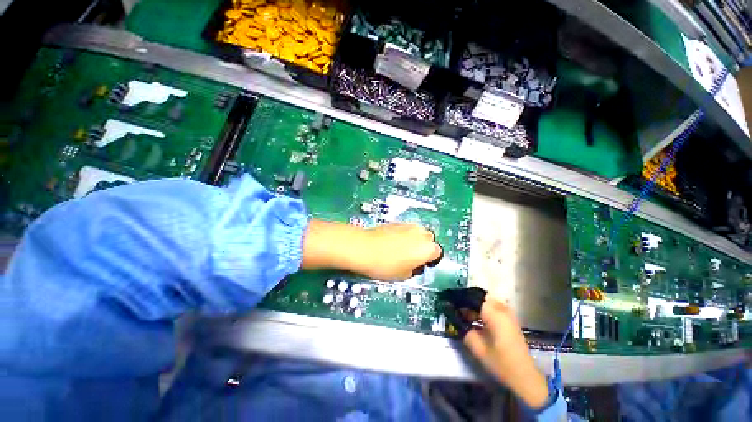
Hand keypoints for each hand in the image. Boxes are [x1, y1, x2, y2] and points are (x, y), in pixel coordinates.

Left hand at [302, 220, 440, 280]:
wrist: (364, 249)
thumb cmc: (386, 265)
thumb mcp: (404, 275)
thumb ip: (415, 269)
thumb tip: (414, 265)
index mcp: (427, 248)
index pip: (437, 253)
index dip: (429, 260)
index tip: (421, 265)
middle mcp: (420, 233)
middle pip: (429, 239)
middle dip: (423, 247)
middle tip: (412, 257)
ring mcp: (408, 225)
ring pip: (417, 232)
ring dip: (414, 240)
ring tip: (401, 250)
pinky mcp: (396, 222)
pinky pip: (406, 229)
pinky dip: (404, 235)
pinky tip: (392, 243)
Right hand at [464, 300, 548, 408]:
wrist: (525, 376)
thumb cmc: (501, 363)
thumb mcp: (477, 348)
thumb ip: (465, 330)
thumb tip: (455, 318)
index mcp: (494, 313)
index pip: (472, 297)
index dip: (460, 298)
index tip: (450, 302)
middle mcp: (502, 309)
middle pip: (480, 297)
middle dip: (467, 301)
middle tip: (456, 308)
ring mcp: (508, 313)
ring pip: (486, 301)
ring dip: (475, 305)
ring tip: (464, 314)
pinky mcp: (510, 319)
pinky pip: (493, 307)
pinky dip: (483, 310)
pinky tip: (476, 319)